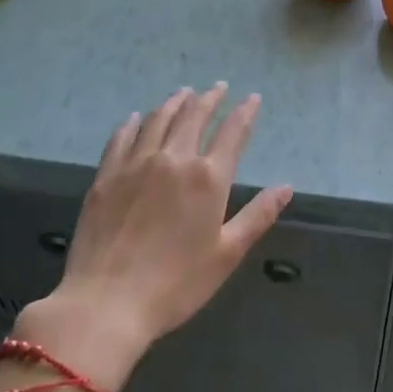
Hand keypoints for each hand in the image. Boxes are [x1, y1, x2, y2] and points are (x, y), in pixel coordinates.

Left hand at [18, 85, 291, 388]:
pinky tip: (135, 118)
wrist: (106, 303)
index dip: (244, 112)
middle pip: (193, 117)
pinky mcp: (106, 177)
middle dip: (209, 99)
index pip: (232, 133)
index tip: (252, 98)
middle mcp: (173, 159)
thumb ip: (257, 215)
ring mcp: (135, 165)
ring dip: (174, 103)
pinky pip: (121, 138)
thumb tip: (286, 187)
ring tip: (182, 93)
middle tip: (217, 87)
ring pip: (157, 120)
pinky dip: (132, 123)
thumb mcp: (227, 254)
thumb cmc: (176, 284)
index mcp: (208, 178)